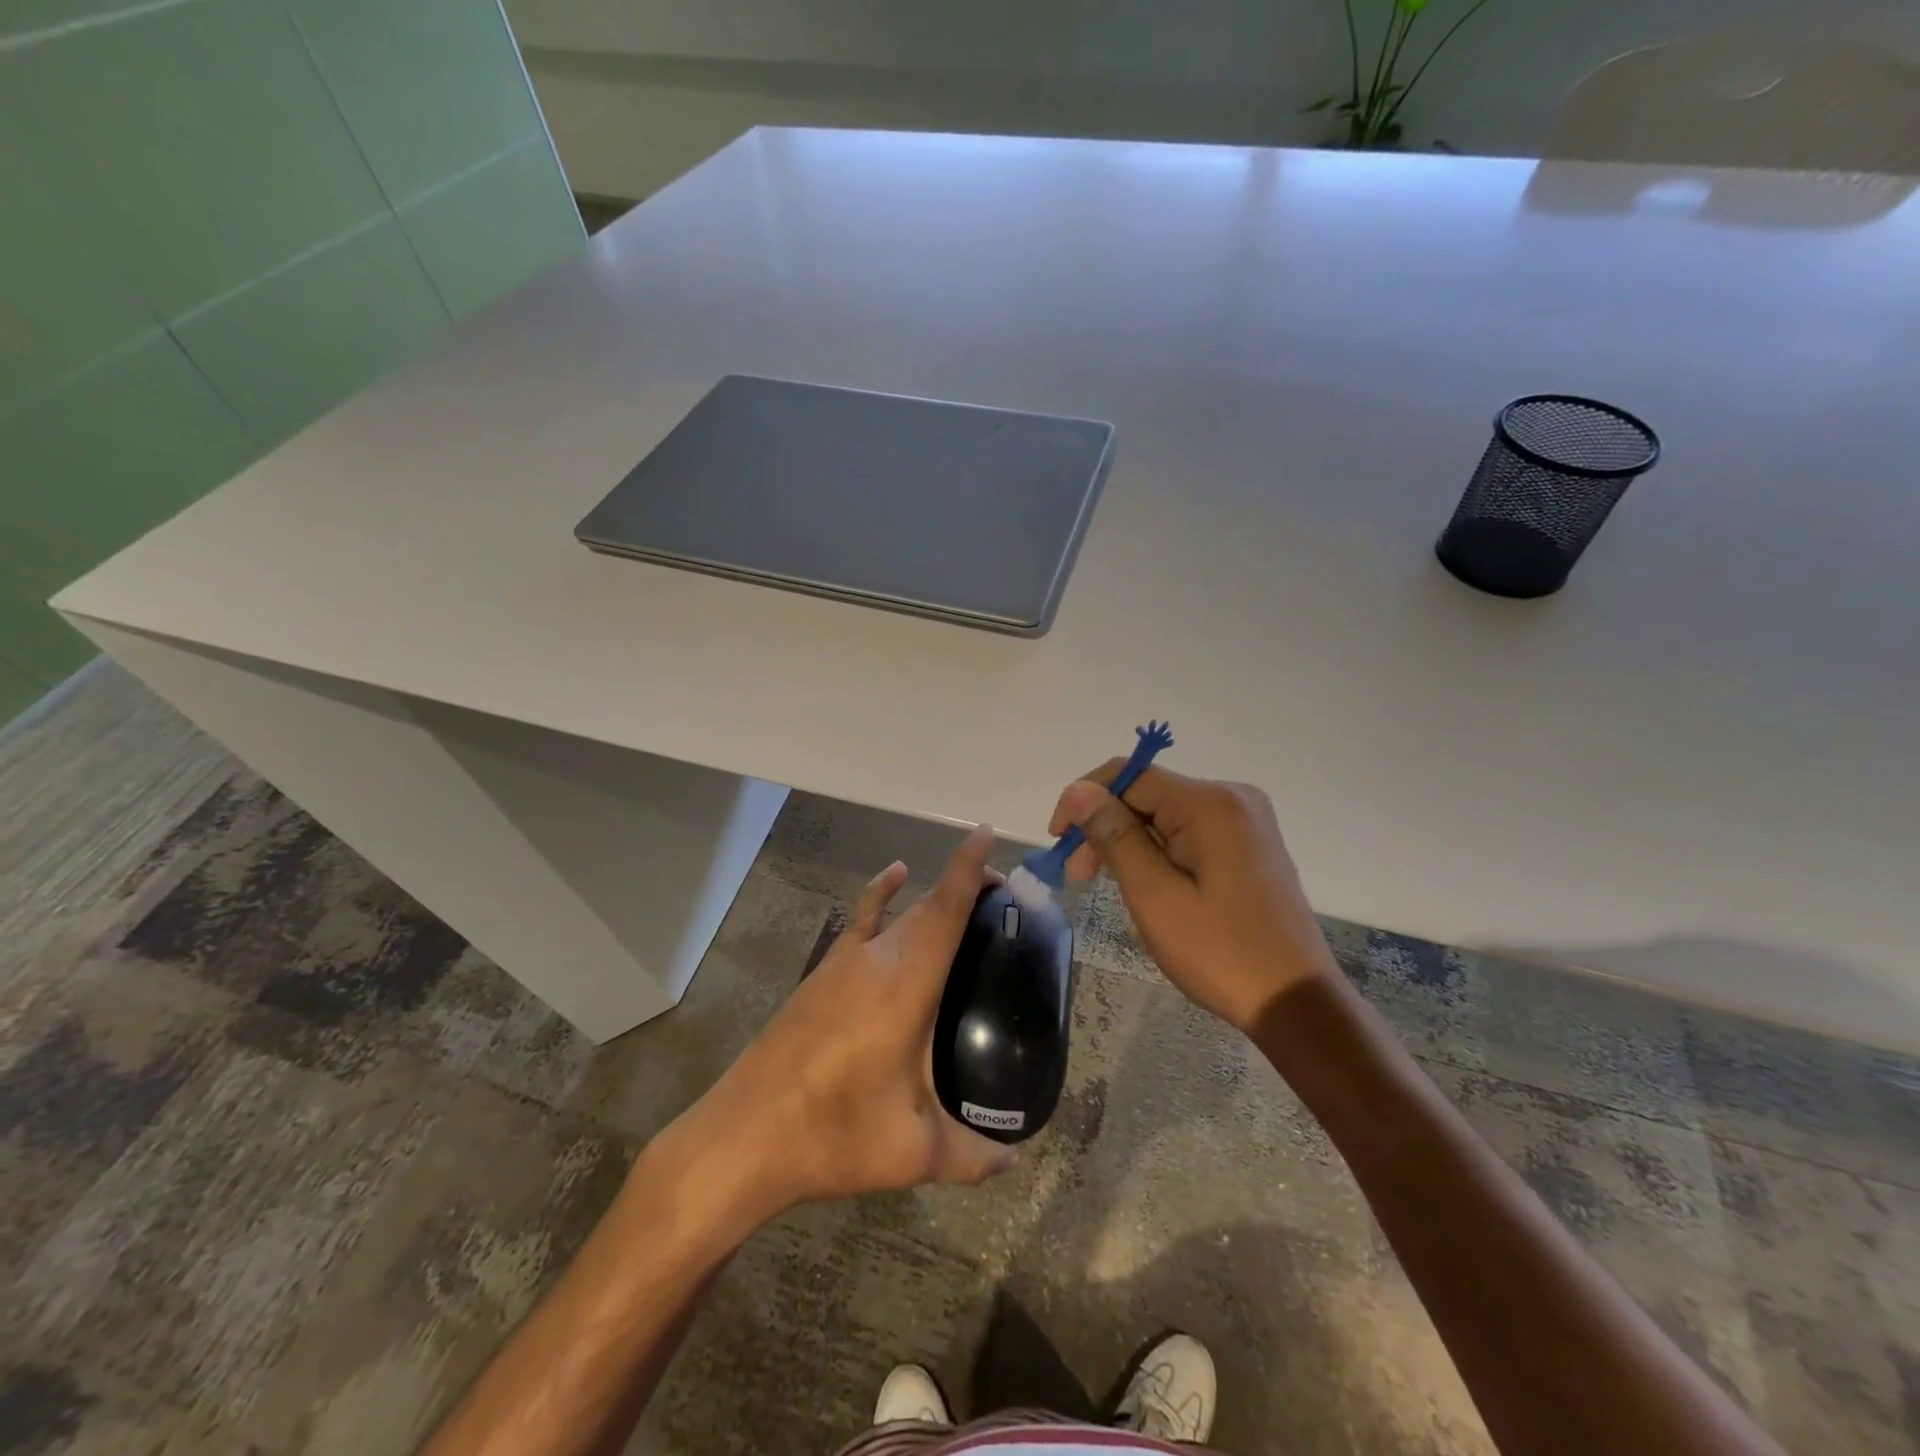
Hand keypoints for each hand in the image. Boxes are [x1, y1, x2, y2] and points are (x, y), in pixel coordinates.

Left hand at [666, 825, 1015, 1221]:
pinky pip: (860, 919)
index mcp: (907, 987)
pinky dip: (881, 894)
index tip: (988, 834)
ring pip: (900, 913)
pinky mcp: (822, 974)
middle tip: (1005, 901)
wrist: (745, 1136)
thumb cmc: (834, 1135)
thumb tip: (1014, 1163)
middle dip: (967, 888)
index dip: (968, 867)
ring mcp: (844, 963)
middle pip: (928, 905)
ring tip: (968, 901)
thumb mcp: (912, 1153)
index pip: (944, 909)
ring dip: (933, 899)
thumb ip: (972, 1156)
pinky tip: (893, 877)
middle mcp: (877, 959)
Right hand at [1050, 765, 1336, 1033]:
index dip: (1084, 800)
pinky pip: (1187, 832)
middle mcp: (1231, 798)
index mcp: (1210, 803)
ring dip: (1127, 841)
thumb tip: (1078, 790)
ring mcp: (1244, 821)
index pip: (1129, 775)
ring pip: (1164, 814)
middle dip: (1105, 826)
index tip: (1057, 840)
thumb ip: (1114, 836)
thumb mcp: (1154, 895)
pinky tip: (1143, 881)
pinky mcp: (1247, 844)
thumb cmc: (1219, 952)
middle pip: (1147, 794)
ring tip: (1103, 883)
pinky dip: (1156, 851)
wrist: (1296, 1002)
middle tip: (1076, 874)